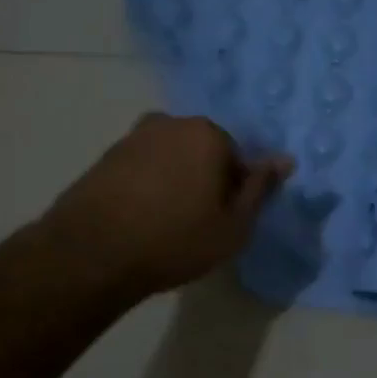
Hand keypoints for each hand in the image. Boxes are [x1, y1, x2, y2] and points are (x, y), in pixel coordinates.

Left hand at [40, 113, 291, 300]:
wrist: (91, 254)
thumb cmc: (176, 239)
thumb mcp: (235, 225)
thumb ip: (260, 189)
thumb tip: (285, 160)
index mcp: (208, 133)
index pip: (238, 158)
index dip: (236, 191)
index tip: (225, 219)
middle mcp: (170, 123)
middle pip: (203, 152)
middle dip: (206, 180)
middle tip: (199, 221)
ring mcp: (133, 138)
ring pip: (171, 159)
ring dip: (176, 182)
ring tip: (168, 223)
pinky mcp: (104, 157)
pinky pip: (143, 169)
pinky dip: (148, 188)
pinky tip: (142, 219)